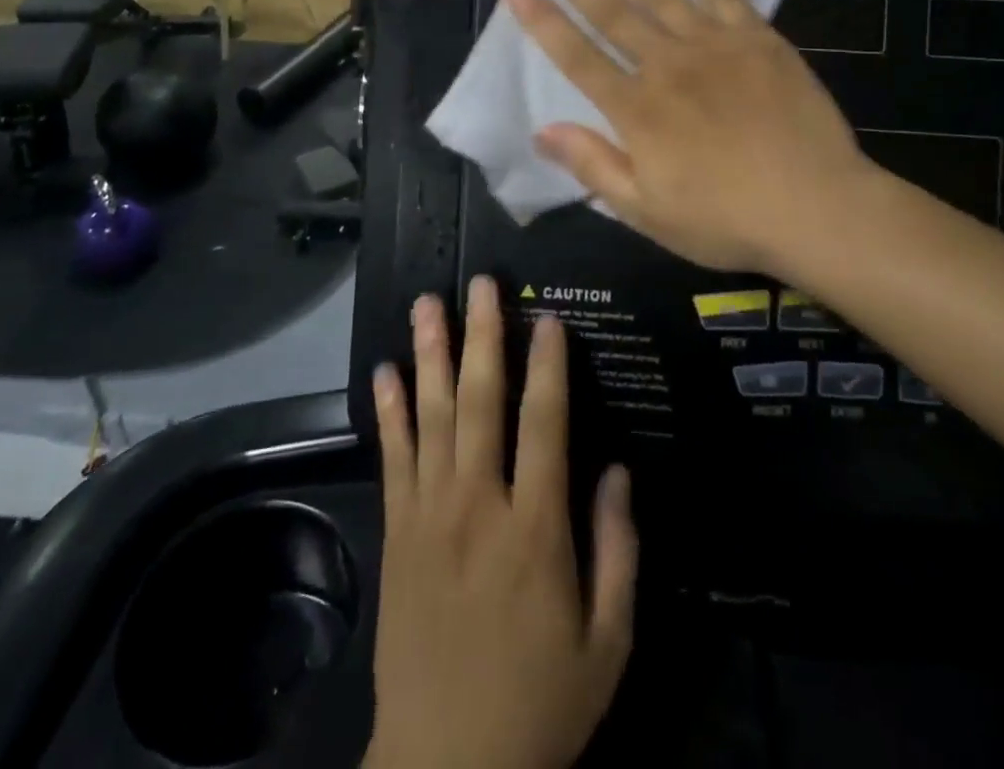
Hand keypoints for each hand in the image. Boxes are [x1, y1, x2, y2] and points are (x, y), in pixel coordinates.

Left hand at [366, 279, 636, 768]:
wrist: (443, 768)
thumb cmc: (538, 704)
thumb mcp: (607, 643)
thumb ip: (617, 551)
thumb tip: (618, 469)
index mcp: (535, 529)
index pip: (544, 424)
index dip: (548, 365)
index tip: (548, 317)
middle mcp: (478, 504)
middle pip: (481, 402)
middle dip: (483, 335)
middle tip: (483, 284)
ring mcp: (429, 514)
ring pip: (431, 416)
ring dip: (430, 354)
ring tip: (427, 304)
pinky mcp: (396, 531)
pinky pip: (393, 457)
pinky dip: (389, 410)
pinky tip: (385, 371)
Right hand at [506, 0, 872, 275]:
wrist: (817, 207)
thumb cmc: (726, 219)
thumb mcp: (647, 211)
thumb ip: (594, 166)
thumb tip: (541, 131)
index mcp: (637, 110)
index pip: (576, 55)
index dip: (542, 19)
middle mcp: (667, 64)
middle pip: (609, 7)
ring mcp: (714, 44)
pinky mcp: (755, 37)